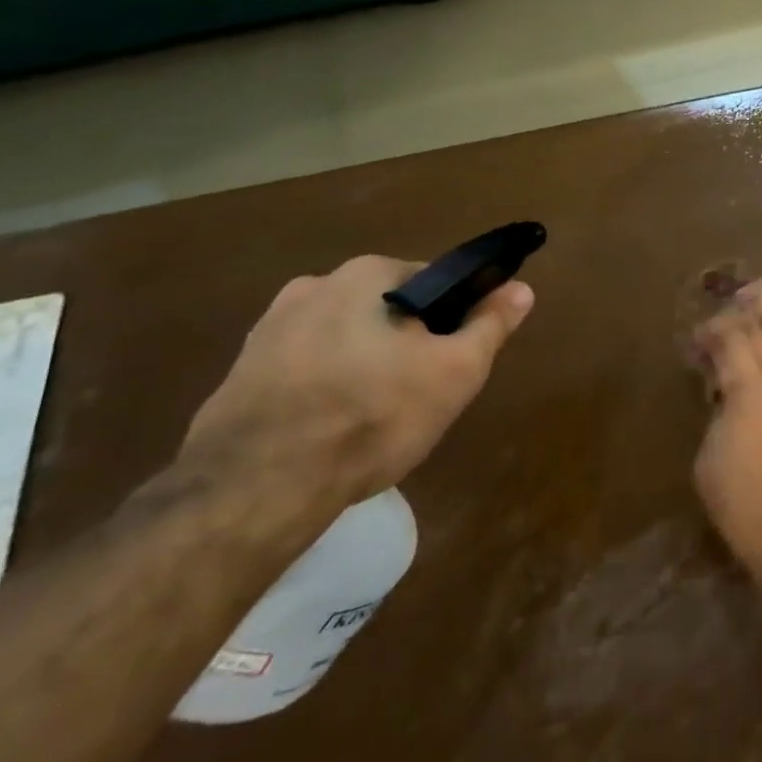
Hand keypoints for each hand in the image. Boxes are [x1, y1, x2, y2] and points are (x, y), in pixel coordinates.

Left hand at [181, 256, 533, 513]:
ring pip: (344, 340)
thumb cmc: (374, 415)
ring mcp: (268, 329)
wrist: (256, 487)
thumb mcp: (455, 371)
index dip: (452, 321)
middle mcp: (314, 286)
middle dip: (406, 344)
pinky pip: (303, 369)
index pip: (433, 283)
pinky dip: (323, 389)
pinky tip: (329, 431)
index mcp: (368, 274)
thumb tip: (522, 288)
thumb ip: (491, 325)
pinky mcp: (239, 372)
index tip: (453, 361)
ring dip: (364, 366)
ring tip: (371, 419)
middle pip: (386, 310)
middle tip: (418, 395)